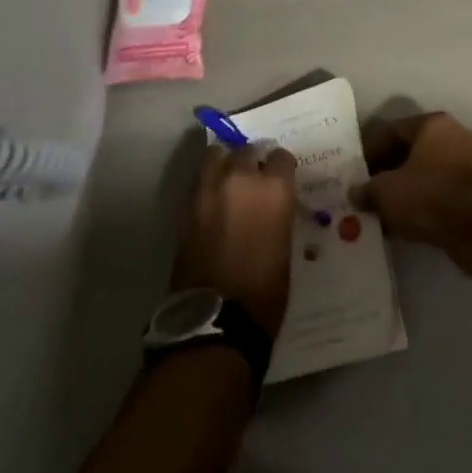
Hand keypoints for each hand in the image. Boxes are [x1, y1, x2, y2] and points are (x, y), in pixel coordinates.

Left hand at [172, 144, 298, 336]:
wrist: (217, 321)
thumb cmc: (265, 291)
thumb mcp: (284, 245)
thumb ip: (276, 213)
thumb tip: (270, 207)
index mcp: (274, 188)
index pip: (281, 157)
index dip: (280, 168)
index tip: (280, 178)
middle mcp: (242, 179)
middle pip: (246, 151)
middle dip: (251, 161)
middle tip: (253, 178)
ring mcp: (210, 191)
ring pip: (216, 156)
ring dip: (224, 163)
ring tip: (227, 179)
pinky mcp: (187, 208)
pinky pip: (199, 181)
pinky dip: (206, 184)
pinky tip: (212, 200)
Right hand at [353, 112, 471, 251]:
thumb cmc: (428, 195)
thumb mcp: (386, 192)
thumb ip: (368, 189)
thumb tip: (356, 192)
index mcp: (434, 124)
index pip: (394, 130)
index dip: (370, 150)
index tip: (356, 172)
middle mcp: (455, 135)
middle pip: (413, 150)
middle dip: (389, 171)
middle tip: (369, 191)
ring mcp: (471, 161)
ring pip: (429, 171)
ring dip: (407, 188)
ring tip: (385, 210)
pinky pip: (443, 190)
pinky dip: (425, 202)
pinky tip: (408, 221)